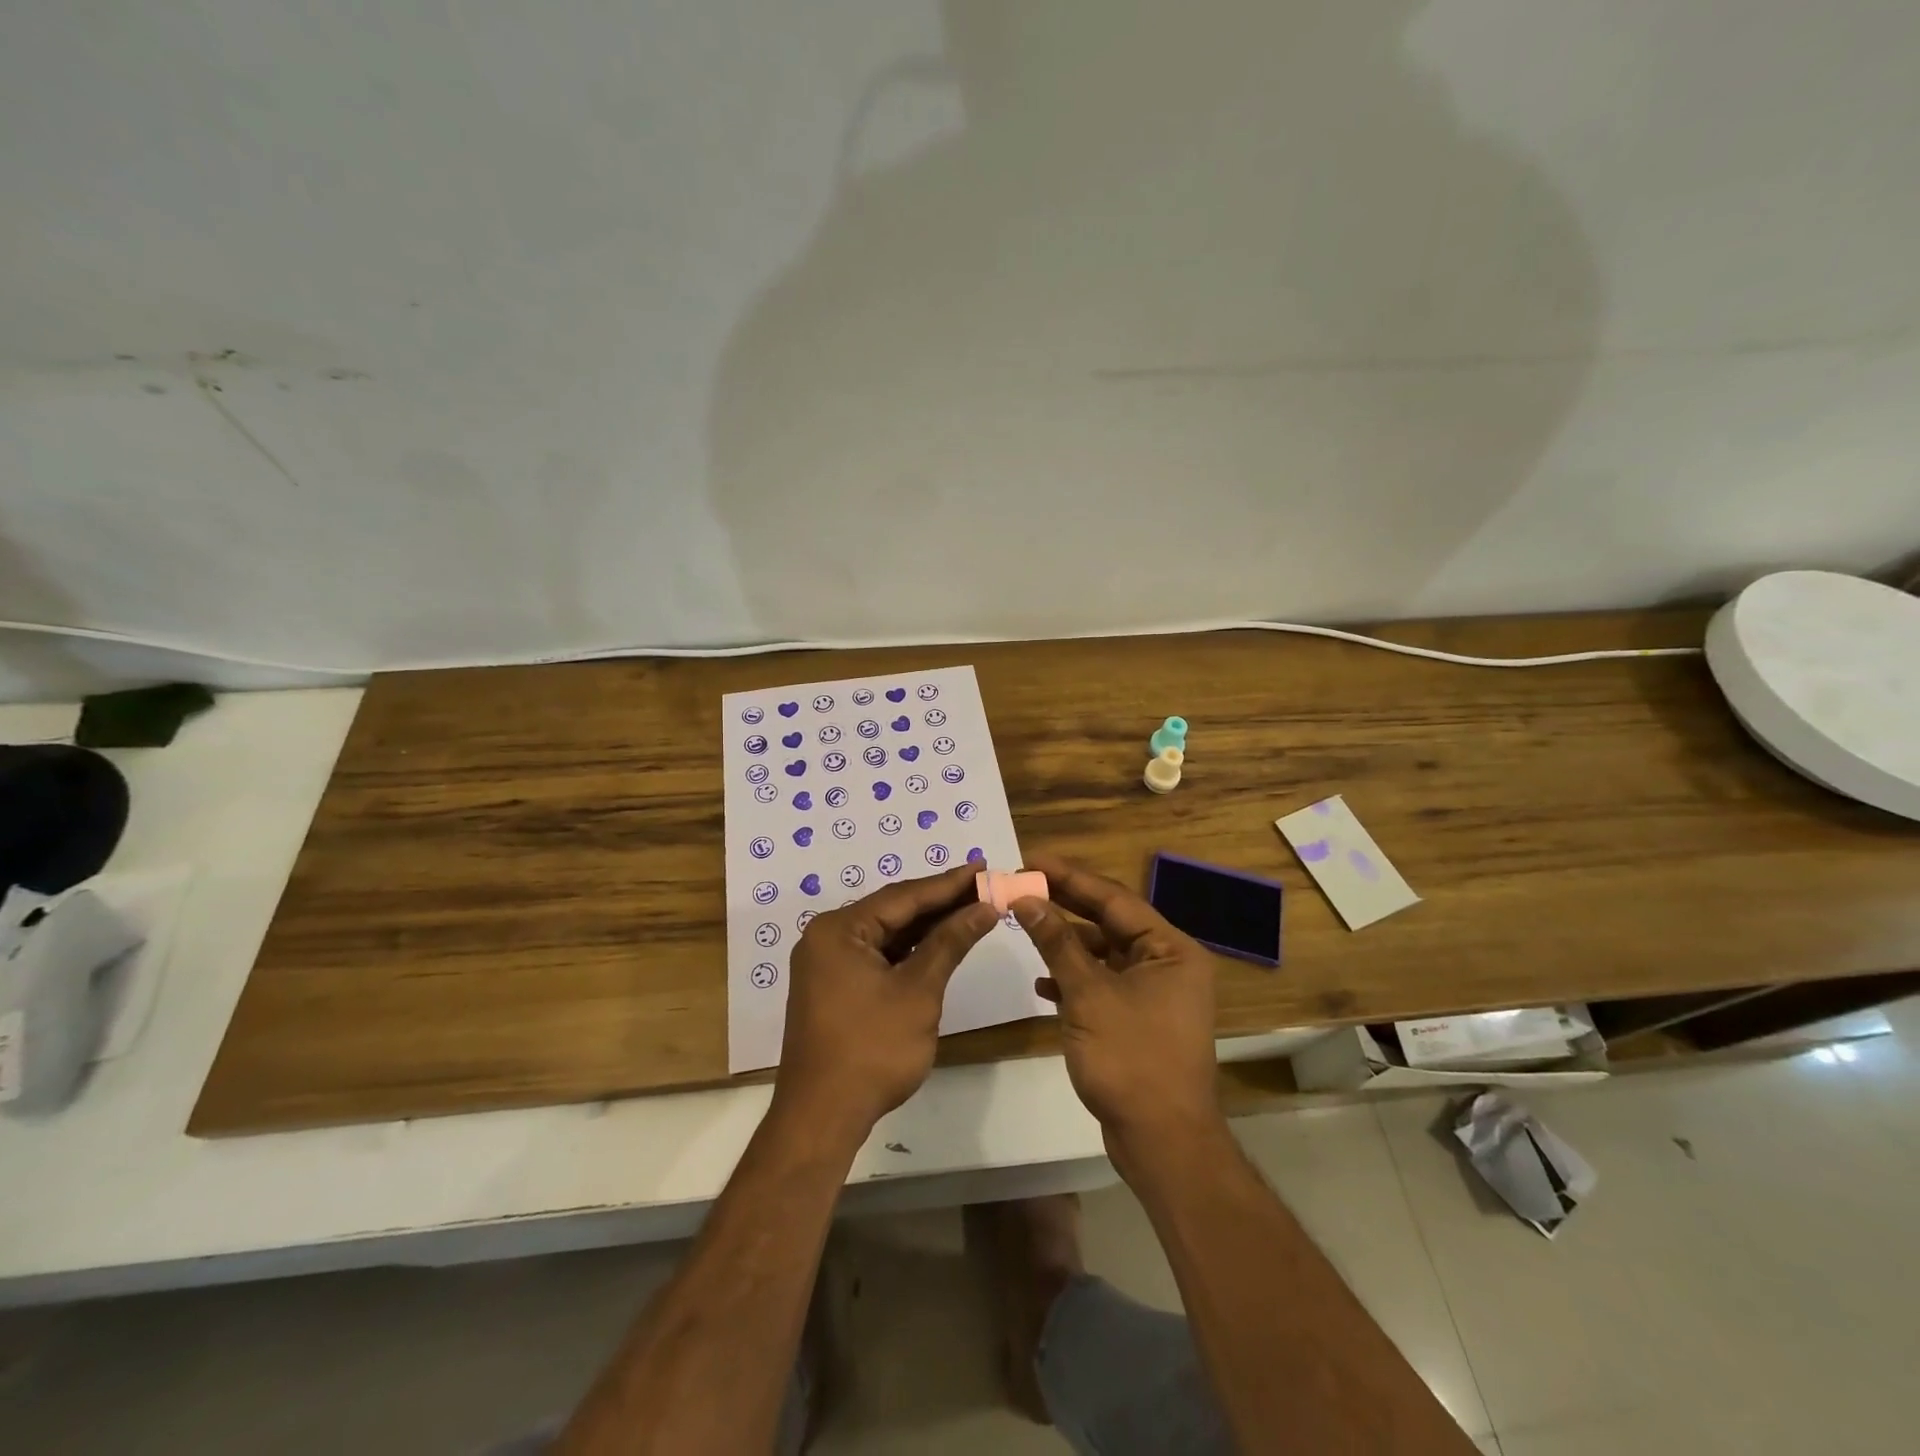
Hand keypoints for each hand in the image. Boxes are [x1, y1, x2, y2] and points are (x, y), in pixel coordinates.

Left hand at [773, 863, 998, 1140]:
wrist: (822, 1117)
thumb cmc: (872, 1049)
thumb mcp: (918, 991)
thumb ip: (950, 943)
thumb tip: (984, 908)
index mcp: (839, 930)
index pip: (903, 896)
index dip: (948, 883)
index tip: (982, 867)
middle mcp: (827, 938)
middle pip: (893, 911)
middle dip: (940, 902)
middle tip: (983, 885)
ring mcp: (828, 964)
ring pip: (887, 935)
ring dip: (927, 926)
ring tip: (970, 908)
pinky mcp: (834, 987)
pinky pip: (878, 956)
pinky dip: (909, 951)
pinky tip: (940, 942)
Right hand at [1013, 856, 1222, 1162]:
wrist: (1162, 1142)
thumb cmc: (1131, 1059)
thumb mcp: (1088, 994)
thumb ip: (1057, 942)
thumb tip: (1026, 898)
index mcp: (1170, 949)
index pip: (1113, 898)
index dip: (1069, 877)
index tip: (1031, 859)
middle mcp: (1167, 963)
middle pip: (1109, 922)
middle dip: (1064, 905)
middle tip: (1022, 885)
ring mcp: (1154, 993)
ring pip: (1103, 953)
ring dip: (1065, 944)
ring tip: (1024, 927)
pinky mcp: (1138, 1019)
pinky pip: (1102, 983)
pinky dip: (1074, 979)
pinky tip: (1042, 982)